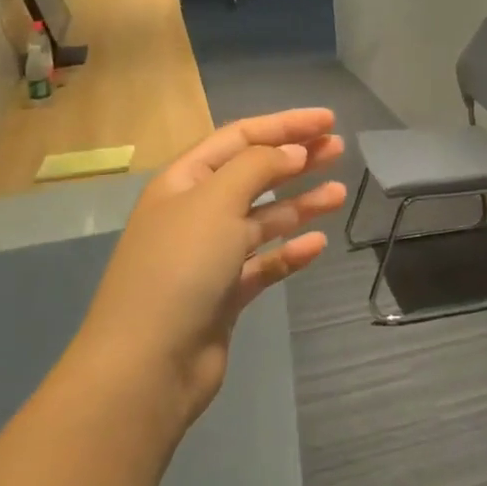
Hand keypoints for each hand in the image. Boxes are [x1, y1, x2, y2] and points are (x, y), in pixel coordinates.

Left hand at [79, 109, 347, 422]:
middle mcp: (196, 212)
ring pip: (263, 219)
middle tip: (338, 148)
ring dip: (300, 204)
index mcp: (184, 180)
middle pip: (253, 174)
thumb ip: (258, 167)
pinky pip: (264, 264)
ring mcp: (210, 255)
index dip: (284, 125)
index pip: (239, 138)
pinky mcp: (224, 294)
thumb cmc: (179, 267)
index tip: (327, 120)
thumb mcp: (216, 201)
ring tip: (339, 192)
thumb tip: (291, 151)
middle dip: (295, 159)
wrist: (147, 365)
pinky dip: (289, 252)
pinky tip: (318, 245)